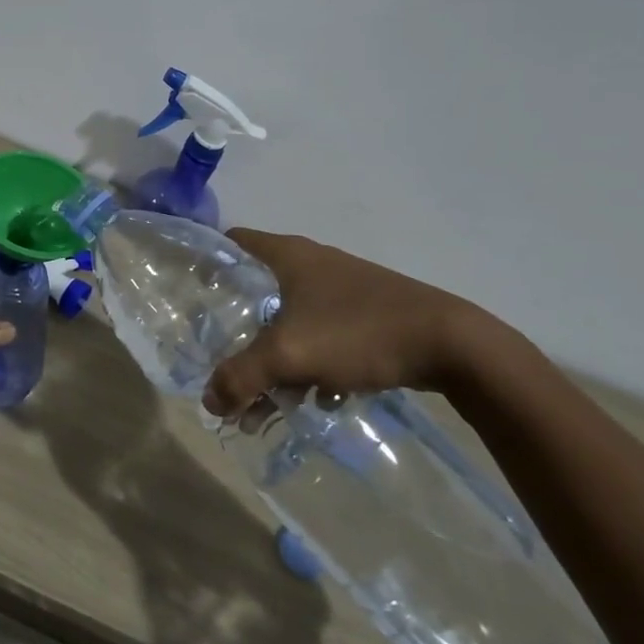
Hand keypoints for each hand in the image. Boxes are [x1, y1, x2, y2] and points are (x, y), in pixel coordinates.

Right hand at [202, 229, 504, 418]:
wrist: (453, 345)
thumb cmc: (359, 332)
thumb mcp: (289, 355)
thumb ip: (241, 376)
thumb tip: (209, 401)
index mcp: (287, 254)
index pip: (230, 242)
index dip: (207, 263)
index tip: (190, 297)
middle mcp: (311, 263)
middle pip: (257, 289)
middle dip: (238, 329)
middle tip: (222, 360)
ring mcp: (342, 288)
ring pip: (291, 319)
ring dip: (276, 356)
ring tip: (268, 399)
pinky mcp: (368, 313)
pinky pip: (323, 336)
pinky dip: (312, 362)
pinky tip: (319, 396)